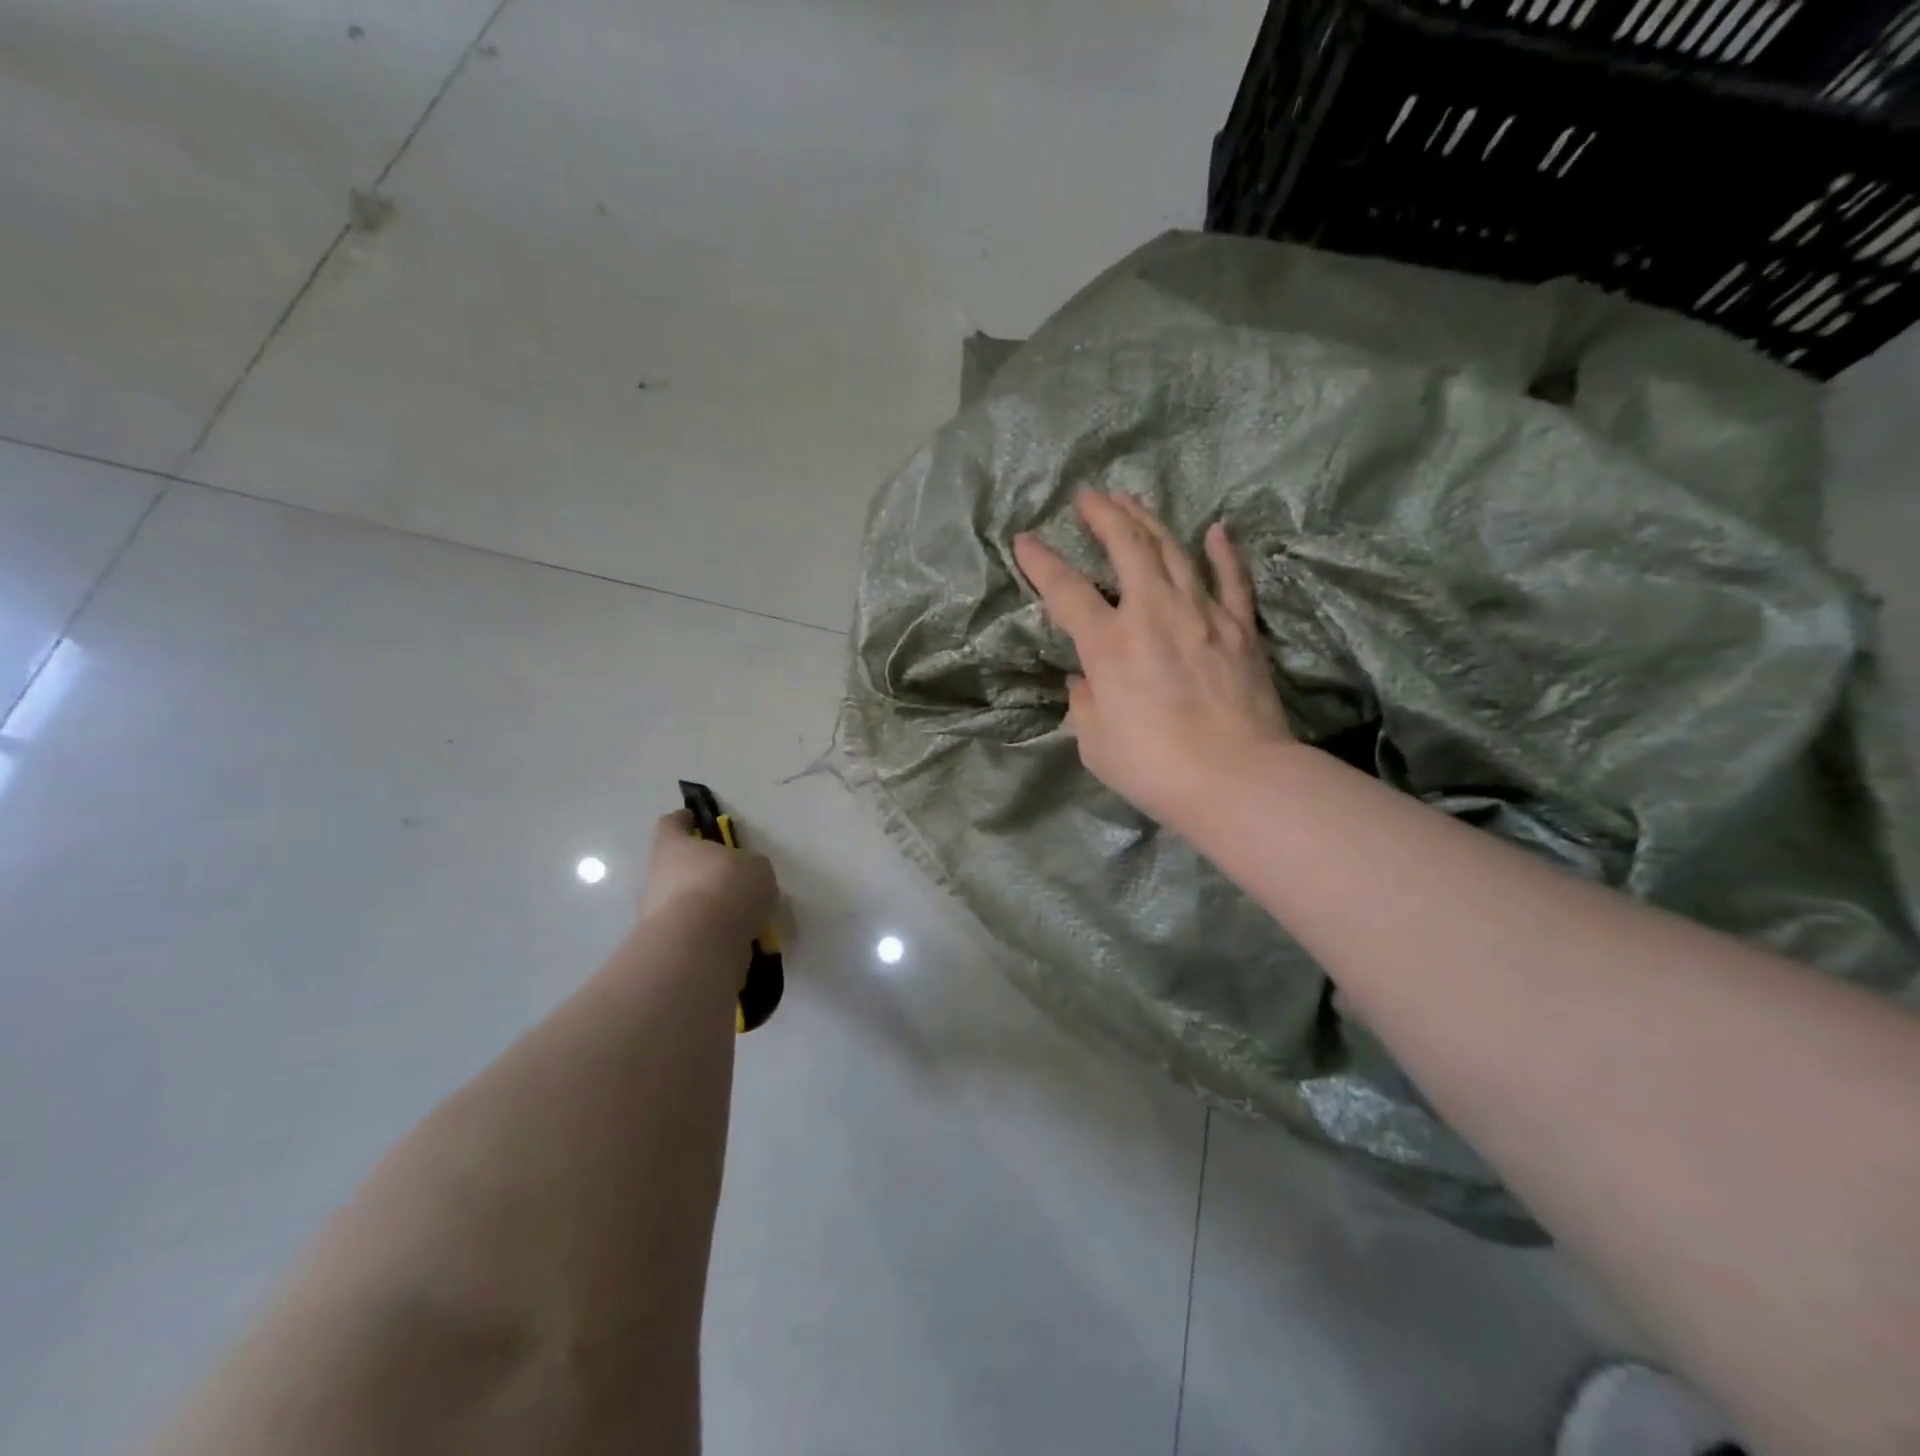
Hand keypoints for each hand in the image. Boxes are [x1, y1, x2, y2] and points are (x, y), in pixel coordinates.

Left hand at [638, 809, 777, 939]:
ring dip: (708, 903)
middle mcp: (658, 874)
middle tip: (732, 875)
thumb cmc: (726, 886)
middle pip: (677, 864)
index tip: (694, 819)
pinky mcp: (666, 943)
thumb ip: (749, 865)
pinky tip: (737, 936)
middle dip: (701, 869)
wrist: (699, 944)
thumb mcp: (756, 866)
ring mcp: (656, 911)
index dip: (684, 820)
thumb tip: (745, 874)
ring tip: (742, 913)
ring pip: (685, 899)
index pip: (672, 823)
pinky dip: (711, 931)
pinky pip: (694, 929)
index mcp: (674, 845)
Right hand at [1012, 490, 1294, 828]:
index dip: (1041, 562)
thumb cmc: (1152, 767)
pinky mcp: (1240, 628)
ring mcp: (1202, 615)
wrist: (1235, 778)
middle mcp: (1153, 614)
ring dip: (1149, 521)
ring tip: (1131, 500)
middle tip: (1089, 496)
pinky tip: (1217, 528)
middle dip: (1104, 516)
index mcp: (1109, 644)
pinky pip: (1232, 579)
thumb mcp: (1094, 742)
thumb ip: (1084, 702)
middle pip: (1127, 548)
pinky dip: (1224, 551)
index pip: (1066, 591)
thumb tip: (1084, 680)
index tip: (1025, 540)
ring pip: (1174, 551)